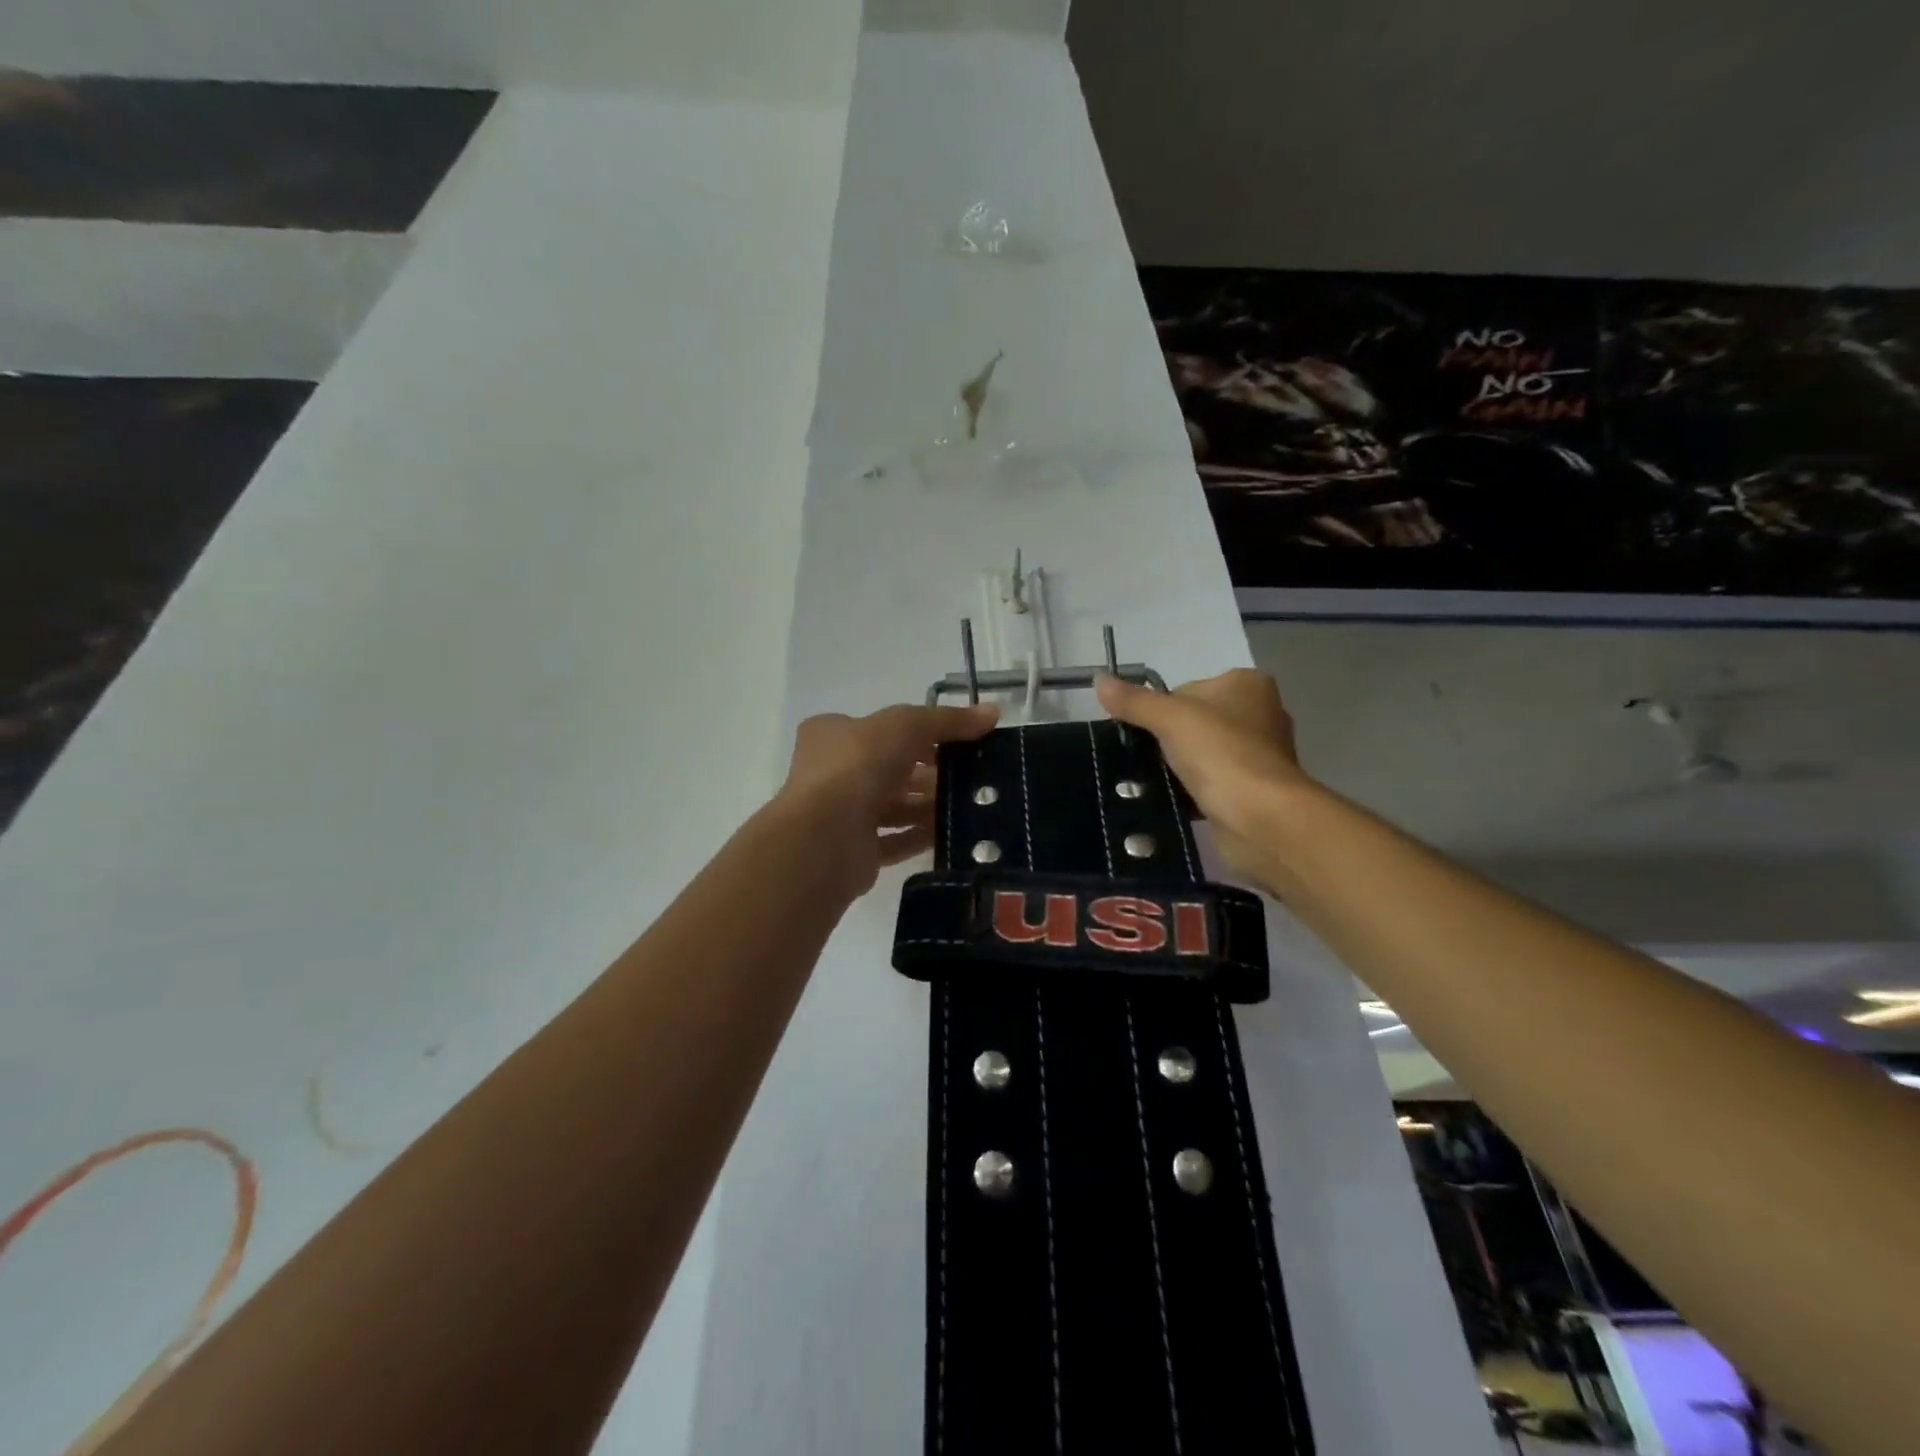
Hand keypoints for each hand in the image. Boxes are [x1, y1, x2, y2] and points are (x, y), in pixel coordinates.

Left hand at [773, 701, 999, 898]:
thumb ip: (948, 720)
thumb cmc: (857, 766)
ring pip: (894, 805)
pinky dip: (920, 835)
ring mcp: (841, 813)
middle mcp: (833, 771)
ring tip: (969, 805)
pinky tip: (950, 833)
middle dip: (930, 772)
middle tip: (972, 776)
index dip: (921, 732)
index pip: (882, 728)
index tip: (960, 742)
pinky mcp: (854, 850)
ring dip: (928, 805)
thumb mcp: (907, 725)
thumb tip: (993, 712)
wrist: (824, 836)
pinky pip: (894, 840)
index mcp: (833, 734)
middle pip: (891, 768)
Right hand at [1094, 669, 1309, 881]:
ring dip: (1179, 767)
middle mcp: (1260, 714)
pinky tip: (1176, 800)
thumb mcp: (1169, 718)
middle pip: (1194, 721)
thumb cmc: (1221, 754)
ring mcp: (1259, 755)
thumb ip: (1133, 701)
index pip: (1187, 689)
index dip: (1161, 710)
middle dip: (1169, 740)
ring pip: (1202, 753)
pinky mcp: (1254, 790)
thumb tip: (1098, 679)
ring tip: (1155, 782)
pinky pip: (1212, 782)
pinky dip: (1193, 790)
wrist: (1262, 818)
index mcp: (1247, 684)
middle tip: (1147, 759)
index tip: (1146, 733)